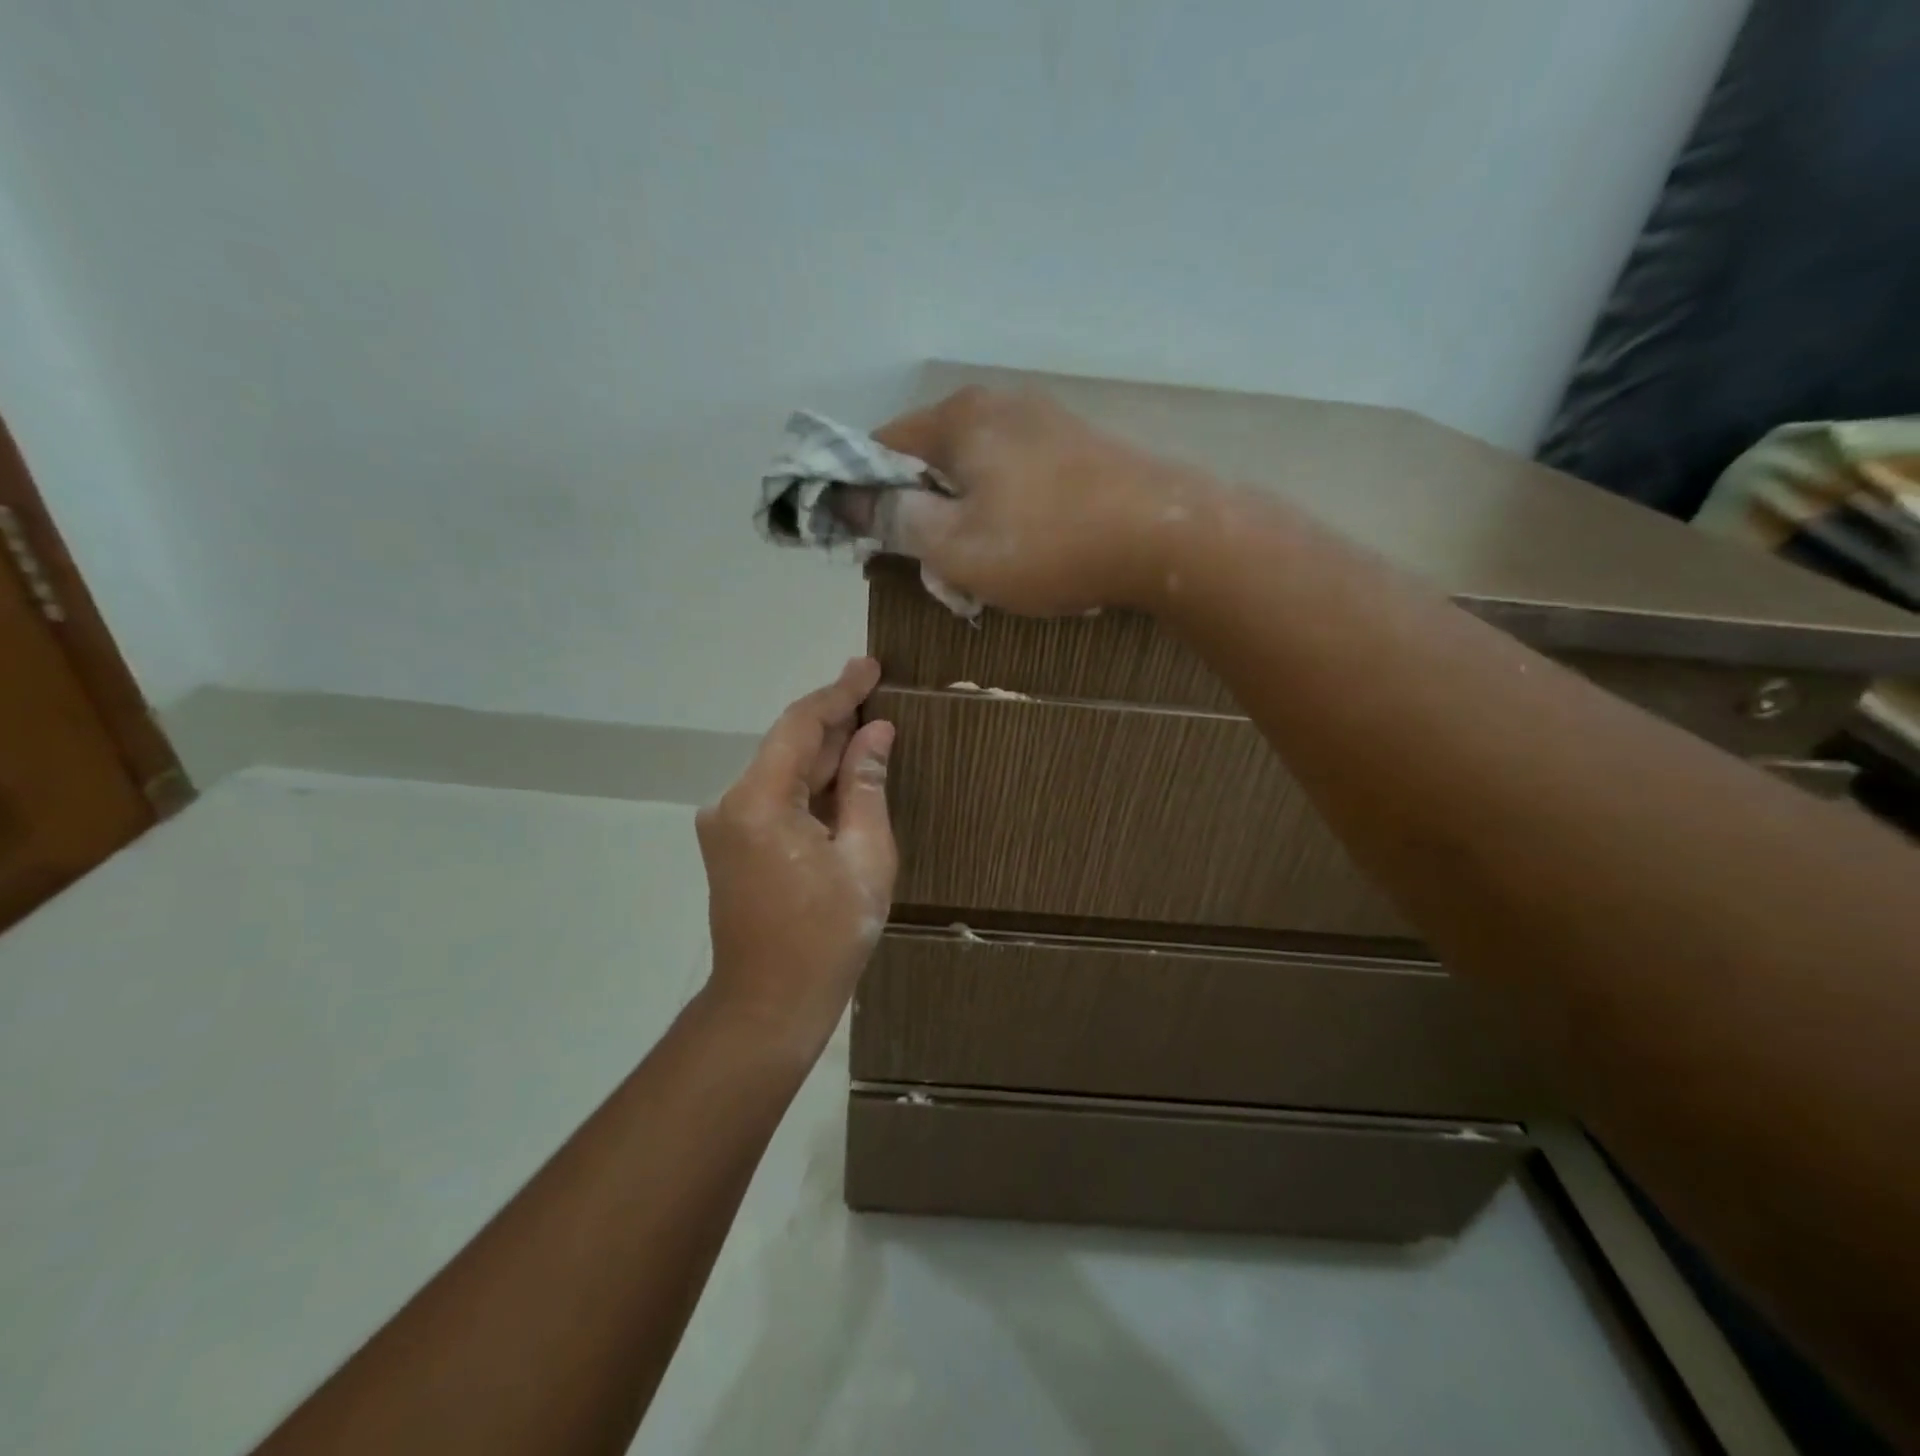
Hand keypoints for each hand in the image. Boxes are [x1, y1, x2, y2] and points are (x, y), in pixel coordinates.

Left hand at [695, 658, 896, 1059]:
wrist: (769, 1005)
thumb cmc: (827, 936)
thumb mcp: (865, 857)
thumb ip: (866, 786)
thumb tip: (876, 733)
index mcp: (759, 802)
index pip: (801, 725)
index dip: (839, 692)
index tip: (870, 666)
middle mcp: (731, 803)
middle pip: (790, 745)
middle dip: (836, 721)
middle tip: (878, 692)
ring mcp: (726, 824)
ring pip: (784, 771)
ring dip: (826, 753)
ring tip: (870, 729)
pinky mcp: (732, 844)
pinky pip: (777, 797)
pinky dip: (811, 784)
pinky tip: (845, 774)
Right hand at [873, 387, 1203, 615]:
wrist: (1167, 538)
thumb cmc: (1048, 543)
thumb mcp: (955, 546)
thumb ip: (895, 520)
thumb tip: (848, 500)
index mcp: (959, 419)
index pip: (882, 446)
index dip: (862, 493)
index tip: (865, 539)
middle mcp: (1000, 406)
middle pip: (933, 460)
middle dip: (922, 514)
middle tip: (932, 568)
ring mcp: (1046, 423)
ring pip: (979, 474)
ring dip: (967, 521)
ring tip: (983, 569)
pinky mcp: (1080, 449)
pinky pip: (1019, 480)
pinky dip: (1006, 515)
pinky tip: (1028, 550)